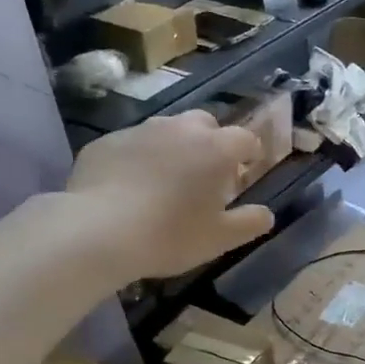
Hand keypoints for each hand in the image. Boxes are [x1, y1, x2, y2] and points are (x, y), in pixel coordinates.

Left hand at [64, 111, 275, 280]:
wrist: (97, 231)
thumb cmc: (169, 235)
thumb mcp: (219, 239)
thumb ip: (249, 223)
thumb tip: (267, 214)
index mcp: (216, 149)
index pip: (245, 139)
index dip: (249, 154)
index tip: (244, 171)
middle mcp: (181, 129)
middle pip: (205, 124)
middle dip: (211, 142)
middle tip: (205, 174)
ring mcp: (140, 131)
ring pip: (167, 130)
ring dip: (173, 148)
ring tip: (165, 180)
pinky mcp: (106, 141)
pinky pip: (132, 144)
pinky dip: (137, 158)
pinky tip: (128, 186)